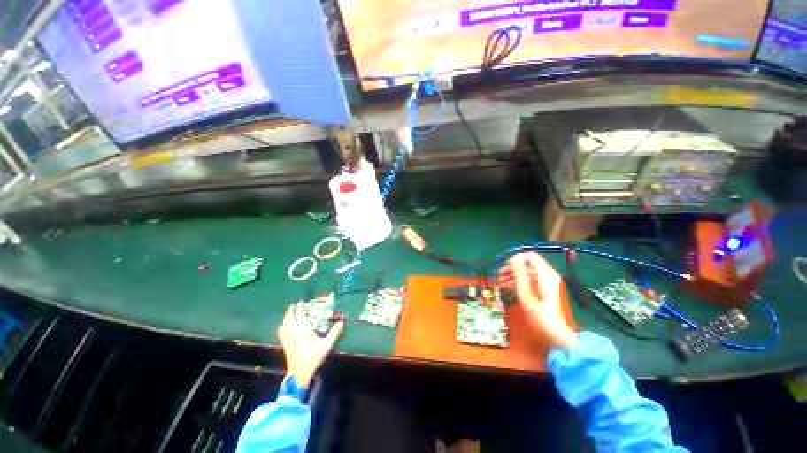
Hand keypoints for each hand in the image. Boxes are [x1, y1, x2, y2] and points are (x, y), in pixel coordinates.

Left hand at [278, 303, 343, 387]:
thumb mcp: (326, 345)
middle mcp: (294, 332)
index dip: (300, 309)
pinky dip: (283, 326)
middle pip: (289, 319)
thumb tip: (341, 322)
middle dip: (290, 311)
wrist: (299, 372)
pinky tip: (284, 327)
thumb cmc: (313, 357)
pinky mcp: (285, 345)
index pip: (300, 316)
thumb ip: (333, 333)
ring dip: (286, 318)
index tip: (300, 302)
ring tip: (288, 314)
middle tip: (293, 306)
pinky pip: (281, 332)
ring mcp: (288, 339)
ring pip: (284, 325)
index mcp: (304, 331)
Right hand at [500, 252, 576, 348]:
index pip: (530, 256)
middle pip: (529, 264)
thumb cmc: (541, 315)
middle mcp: (549, 275)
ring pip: (530, 272)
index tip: (505, 267)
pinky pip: (533, 280)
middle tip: (500, 275)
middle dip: (514, 267)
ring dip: (516, 275)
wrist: (559, 335)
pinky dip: (522, 282)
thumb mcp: (526, 294)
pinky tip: (512, 288)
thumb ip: (520, 274)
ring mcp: (550, 283)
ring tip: (503, 283)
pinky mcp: (549, 290)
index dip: (516, 258)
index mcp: (545, 274)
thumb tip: (514, 258)